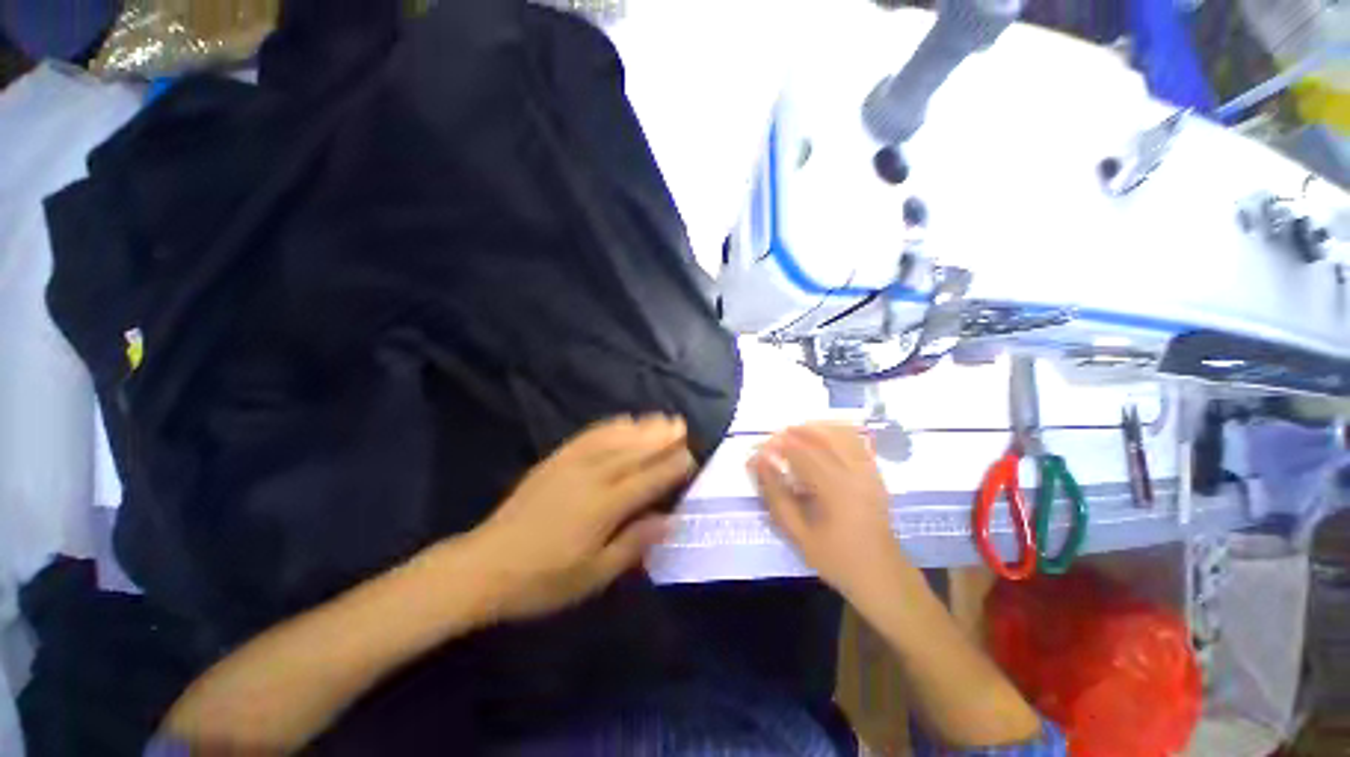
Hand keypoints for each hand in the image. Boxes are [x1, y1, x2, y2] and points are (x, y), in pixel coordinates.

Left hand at [473, 414, 693, 620]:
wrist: (485, 566)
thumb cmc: (543, 580)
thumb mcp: (593, 576)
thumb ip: (633, 544)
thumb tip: (668, 520)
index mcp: (604, 507)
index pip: (648, 480)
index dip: (671, 467)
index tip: (690, 456)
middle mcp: (592, 478)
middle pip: (634, 452)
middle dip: (661, 438)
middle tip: (682, 425)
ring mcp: (571, 465)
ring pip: (614, 439)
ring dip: (640, 427)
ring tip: (660, 418)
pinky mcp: (555, 460)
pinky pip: (588, 436)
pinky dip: (609, 426)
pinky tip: (621, 420)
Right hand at [749, 423, 904, 598]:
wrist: (883, 577)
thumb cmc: (837, 559)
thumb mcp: (799, 535)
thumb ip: (776, 496)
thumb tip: (760, 462)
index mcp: (835, 488)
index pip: (799, 452)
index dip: (775, 446)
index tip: (758, 452)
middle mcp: (854, 472)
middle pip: (820, 435)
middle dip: (793, 433)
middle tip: (773, 442)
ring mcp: (868, 470)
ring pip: (840, 432)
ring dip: (814, 428)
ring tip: (794, 436)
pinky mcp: (875, 473)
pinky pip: (856, 441)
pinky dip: (836, 432)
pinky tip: (821, 438)